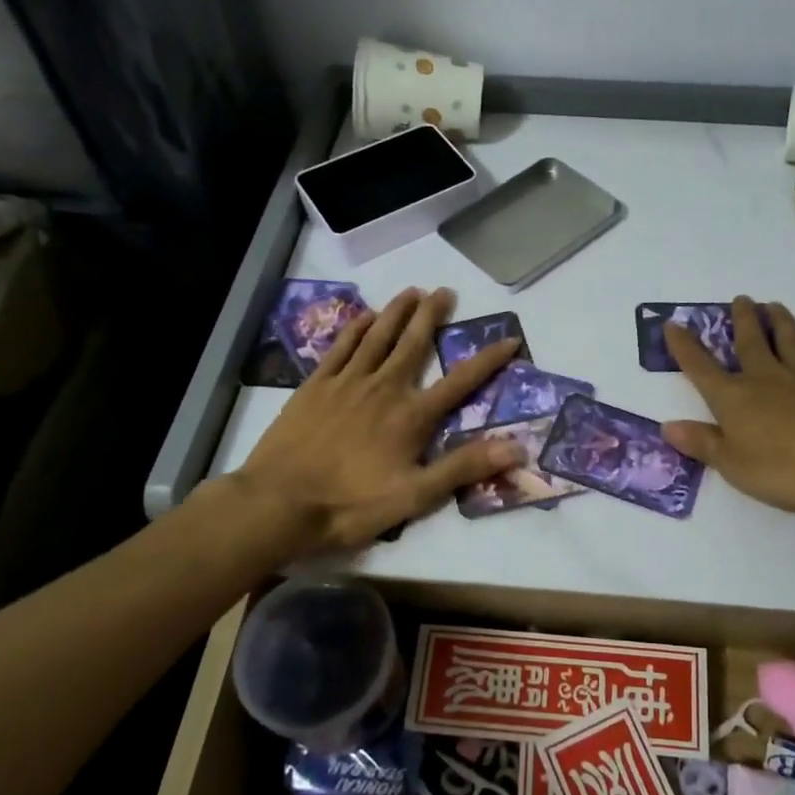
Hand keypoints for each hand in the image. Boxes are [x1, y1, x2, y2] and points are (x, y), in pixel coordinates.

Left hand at [233, 287, 524, 550]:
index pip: (460, 382)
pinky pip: (341, 347)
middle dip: (432, 316)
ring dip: (396, 312)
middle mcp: (383, 388)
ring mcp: (346, 383)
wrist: (279, 502)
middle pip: (413, 344)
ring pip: (377, 337)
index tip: (509, 339)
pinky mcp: (316, 386)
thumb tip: (516, 446)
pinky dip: (355, 328)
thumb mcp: (415, 496)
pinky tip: (364, 316)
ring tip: (411, 290)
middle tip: (445, 290)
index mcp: (410, 416)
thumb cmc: (350, 504)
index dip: (488, 360)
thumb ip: (464, 467)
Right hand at [661, 296, 794, 523]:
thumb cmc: (787, 469)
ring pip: (789, 340)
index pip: (701, 369)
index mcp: (734, 398)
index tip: (672, 324)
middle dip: (741, 320)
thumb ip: (703, 444)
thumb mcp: (734, 466)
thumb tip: (667, 426)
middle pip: (750, 342)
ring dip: (779, 322)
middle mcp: (767, 378)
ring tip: (773, 306)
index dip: (685, 348)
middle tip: (740, 299)